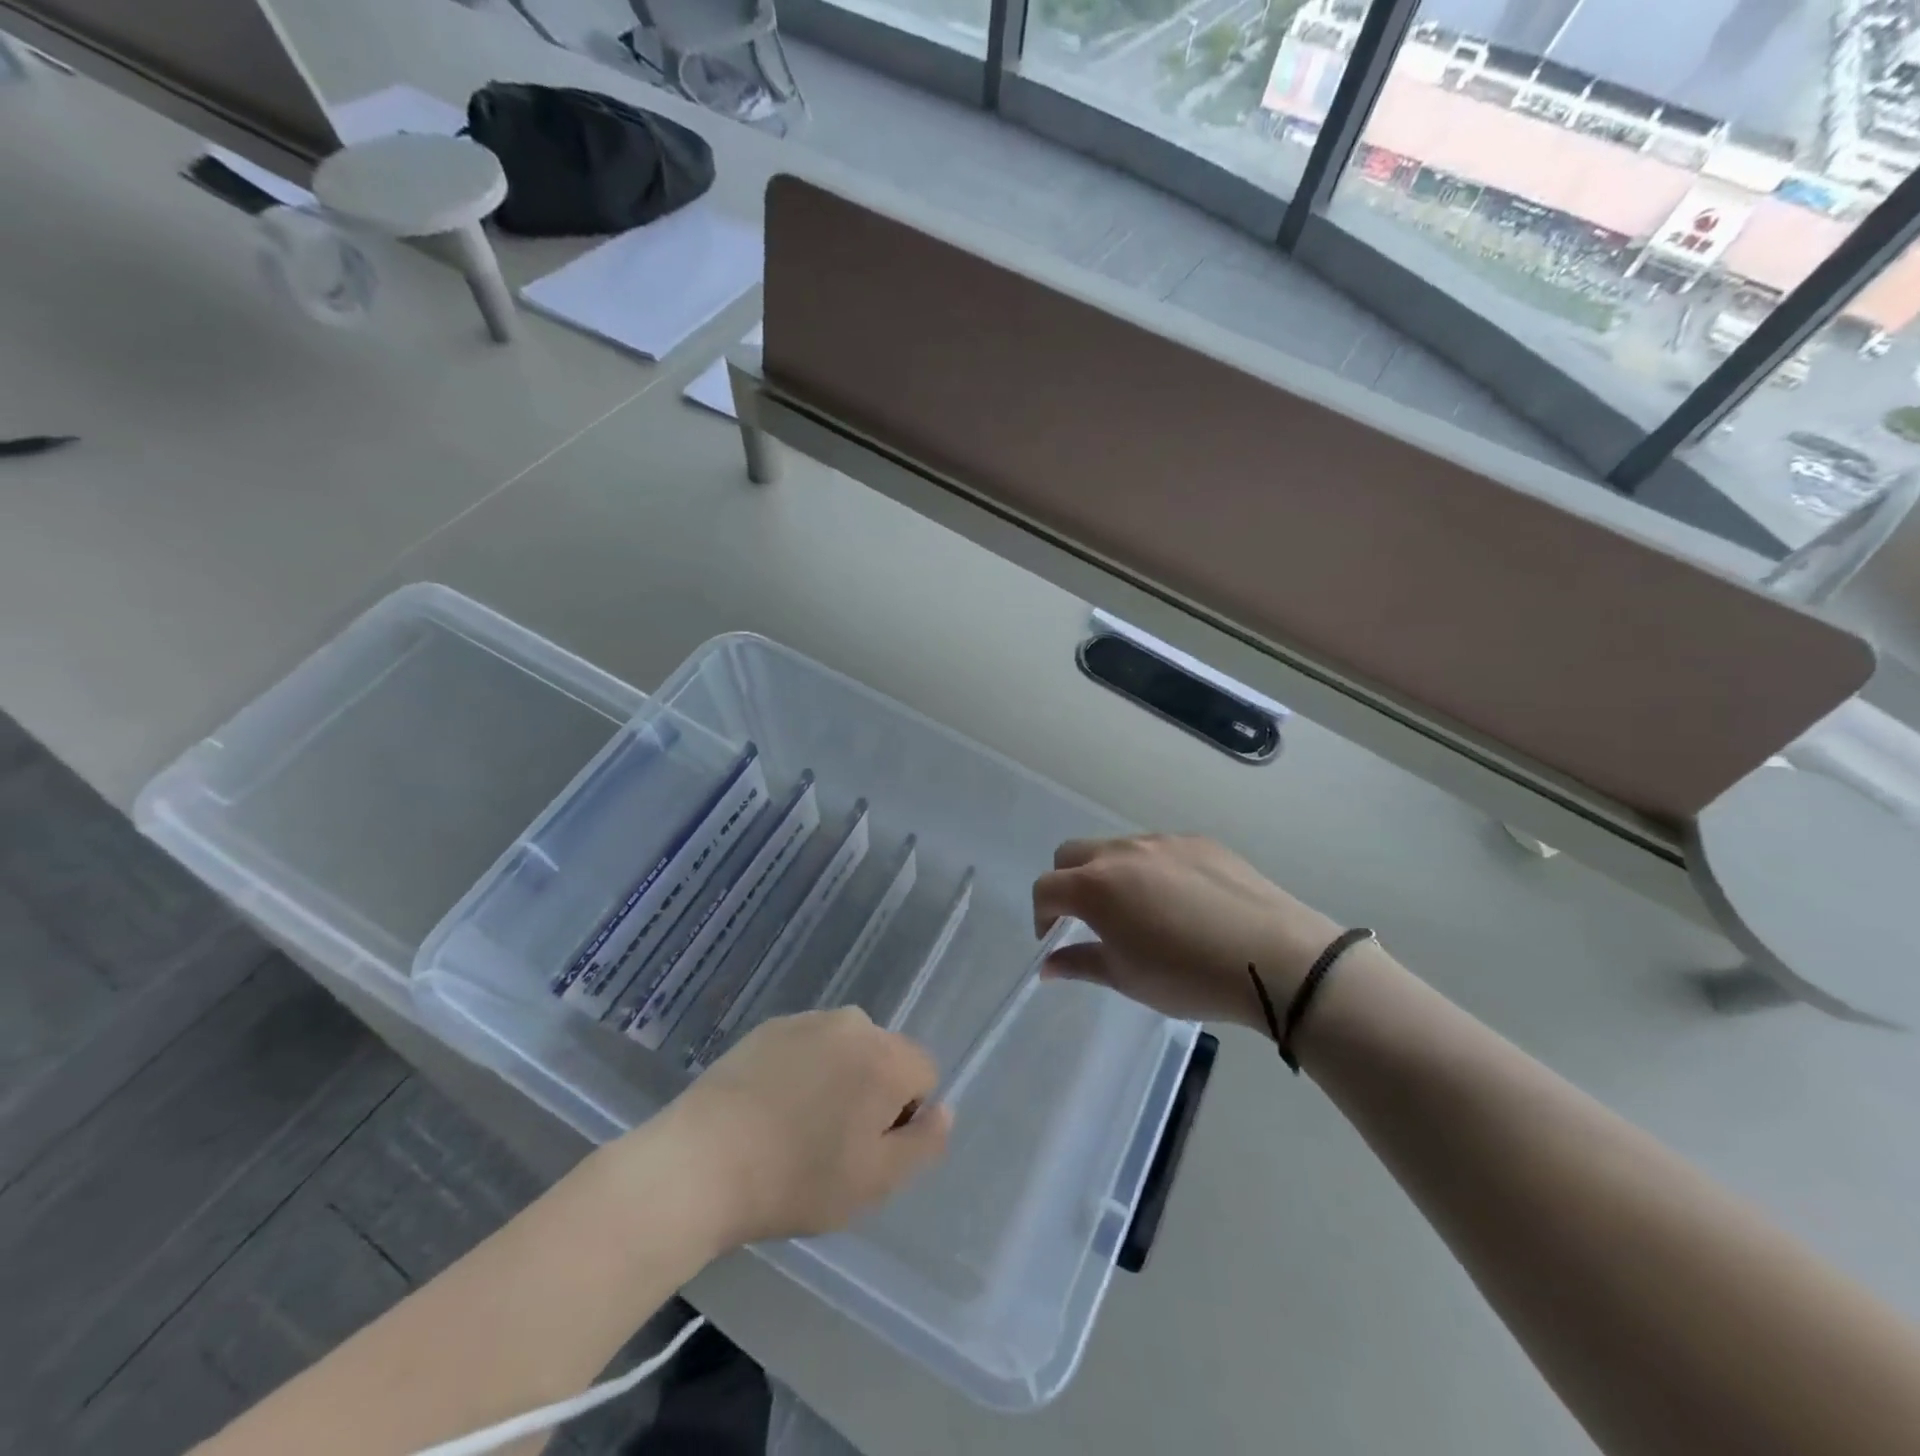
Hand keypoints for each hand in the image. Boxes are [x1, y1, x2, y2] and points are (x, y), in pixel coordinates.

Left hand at [657, 1008, 950, 1245]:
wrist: (700, 1163)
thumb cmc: (796, 1179)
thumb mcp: (875, 1181)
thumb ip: (924, 1143)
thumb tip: (944, 1109)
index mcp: (885, 1057)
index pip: (924, 1073)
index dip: (904, 1115)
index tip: (867, 1148)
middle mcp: (852, 1024)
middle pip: (885, 1057)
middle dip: (872, 1093)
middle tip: (833, 1143)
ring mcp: (807, 1020)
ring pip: (845, 1050)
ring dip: (837, 1079)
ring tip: (797, 1126)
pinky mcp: (769, 1027)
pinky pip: (808, 1046)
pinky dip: (802, 1070)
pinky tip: (770, 1108)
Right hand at [1033, 834, 1341, 1030]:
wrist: (1274, 956)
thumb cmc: (1188, 976)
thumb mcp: (1127, 978)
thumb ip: (1080, 963)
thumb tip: (1048, 964)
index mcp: (1095, 886)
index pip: (1046, 887)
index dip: (1041, 914)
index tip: (1054, 938)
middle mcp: (1122, 852)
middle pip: (1072, 854)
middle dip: (1067, 882)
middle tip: (1087, 918)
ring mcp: (1163, 842)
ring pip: (1117, 849)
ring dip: (1110, 874)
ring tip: (1139, 910)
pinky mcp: (1199, 841)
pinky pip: (1160, 850)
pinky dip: (1152, 870)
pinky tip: (1182, 902)